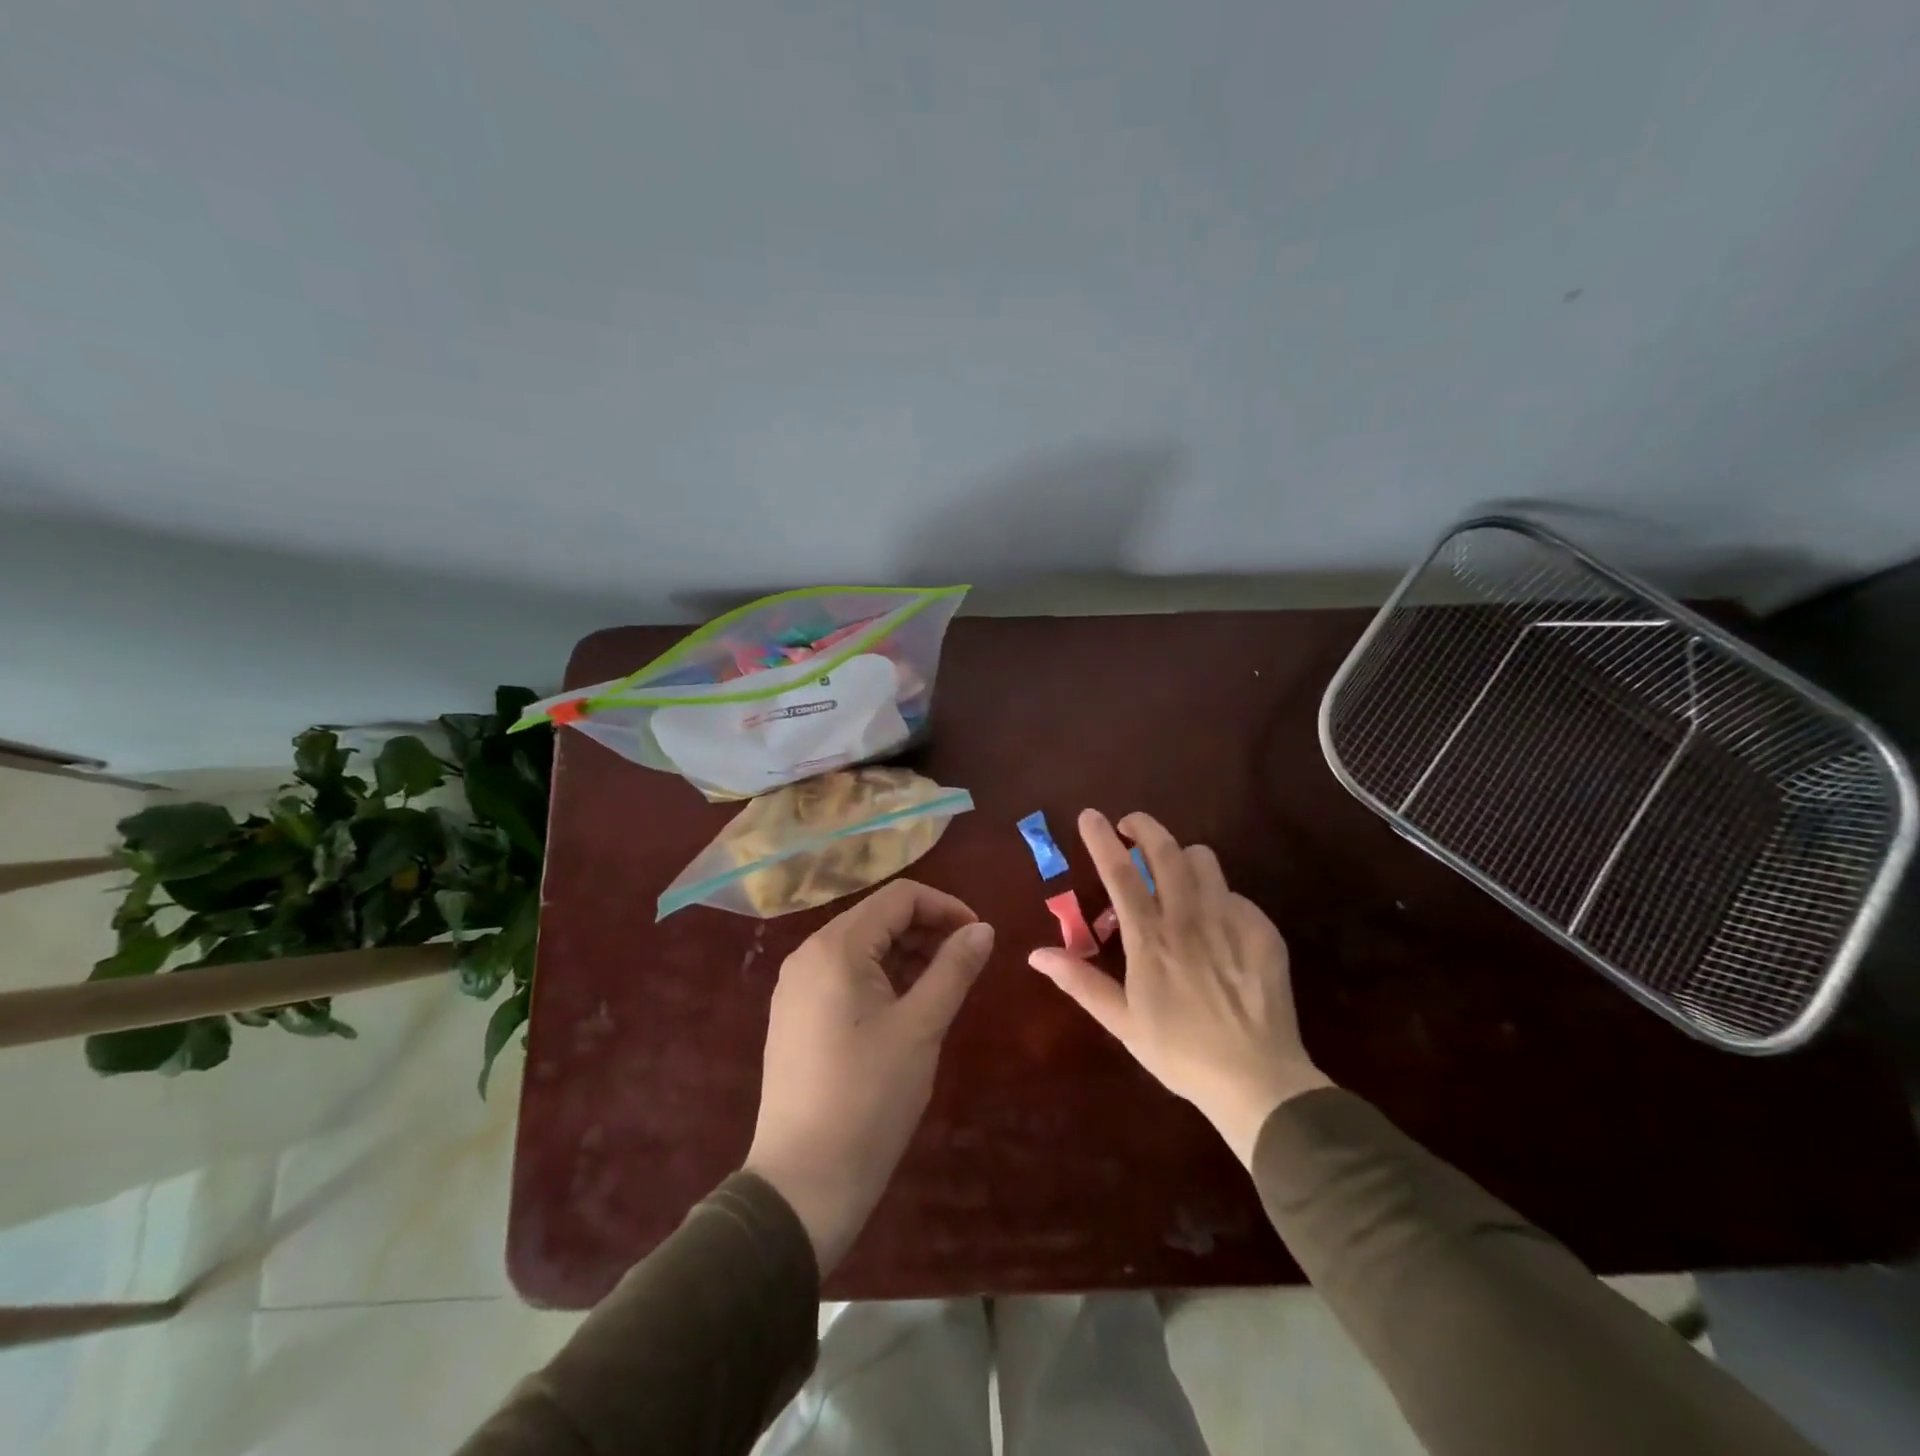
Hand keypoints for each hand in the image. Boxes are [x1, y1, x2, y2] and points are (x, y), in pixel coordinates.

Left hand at [743, 879, 993, 1272]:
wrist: (802, 1184)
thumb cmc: (868, 1099)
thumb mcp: (921, 1027)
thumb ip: (954, 969)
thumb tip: (984, 929)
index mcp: (836, 948)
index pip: (899, 897)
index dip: (945, 907)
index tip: (980, 938)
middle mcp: (809, 955)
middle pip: (878, 918)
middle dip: (927, 930)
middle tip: (967, 964)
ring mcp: (798, 987)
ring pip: (863, 948)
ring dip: (907, 955)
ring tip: (944, 987)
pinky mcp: (797, 1016)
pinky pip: (846, 976)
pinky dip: (883, 979)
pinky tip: (908, 1008)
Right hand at [1028, 809, 1331, 1166]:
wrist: (1258, 1080)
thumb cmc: (1179, 1052)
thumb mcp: (1122, 1022)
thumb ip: (1080, 982)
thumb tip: (1036, 954)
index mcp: (1150, 939)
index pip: (1120, 873)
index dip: (1102, 839)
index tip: (1090, 815)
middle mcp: (1189, 919)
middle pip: (1166, 851)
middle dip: (1145, 827)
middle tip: (1131, 825)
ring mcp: (1230, 921)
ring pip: (1204, 861)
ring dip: (1182, 857)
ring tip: (1174, 873)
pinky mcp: (1262, 931)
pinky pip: (1235, 894)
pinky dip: (1218, 896)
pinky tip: (1216, 924)